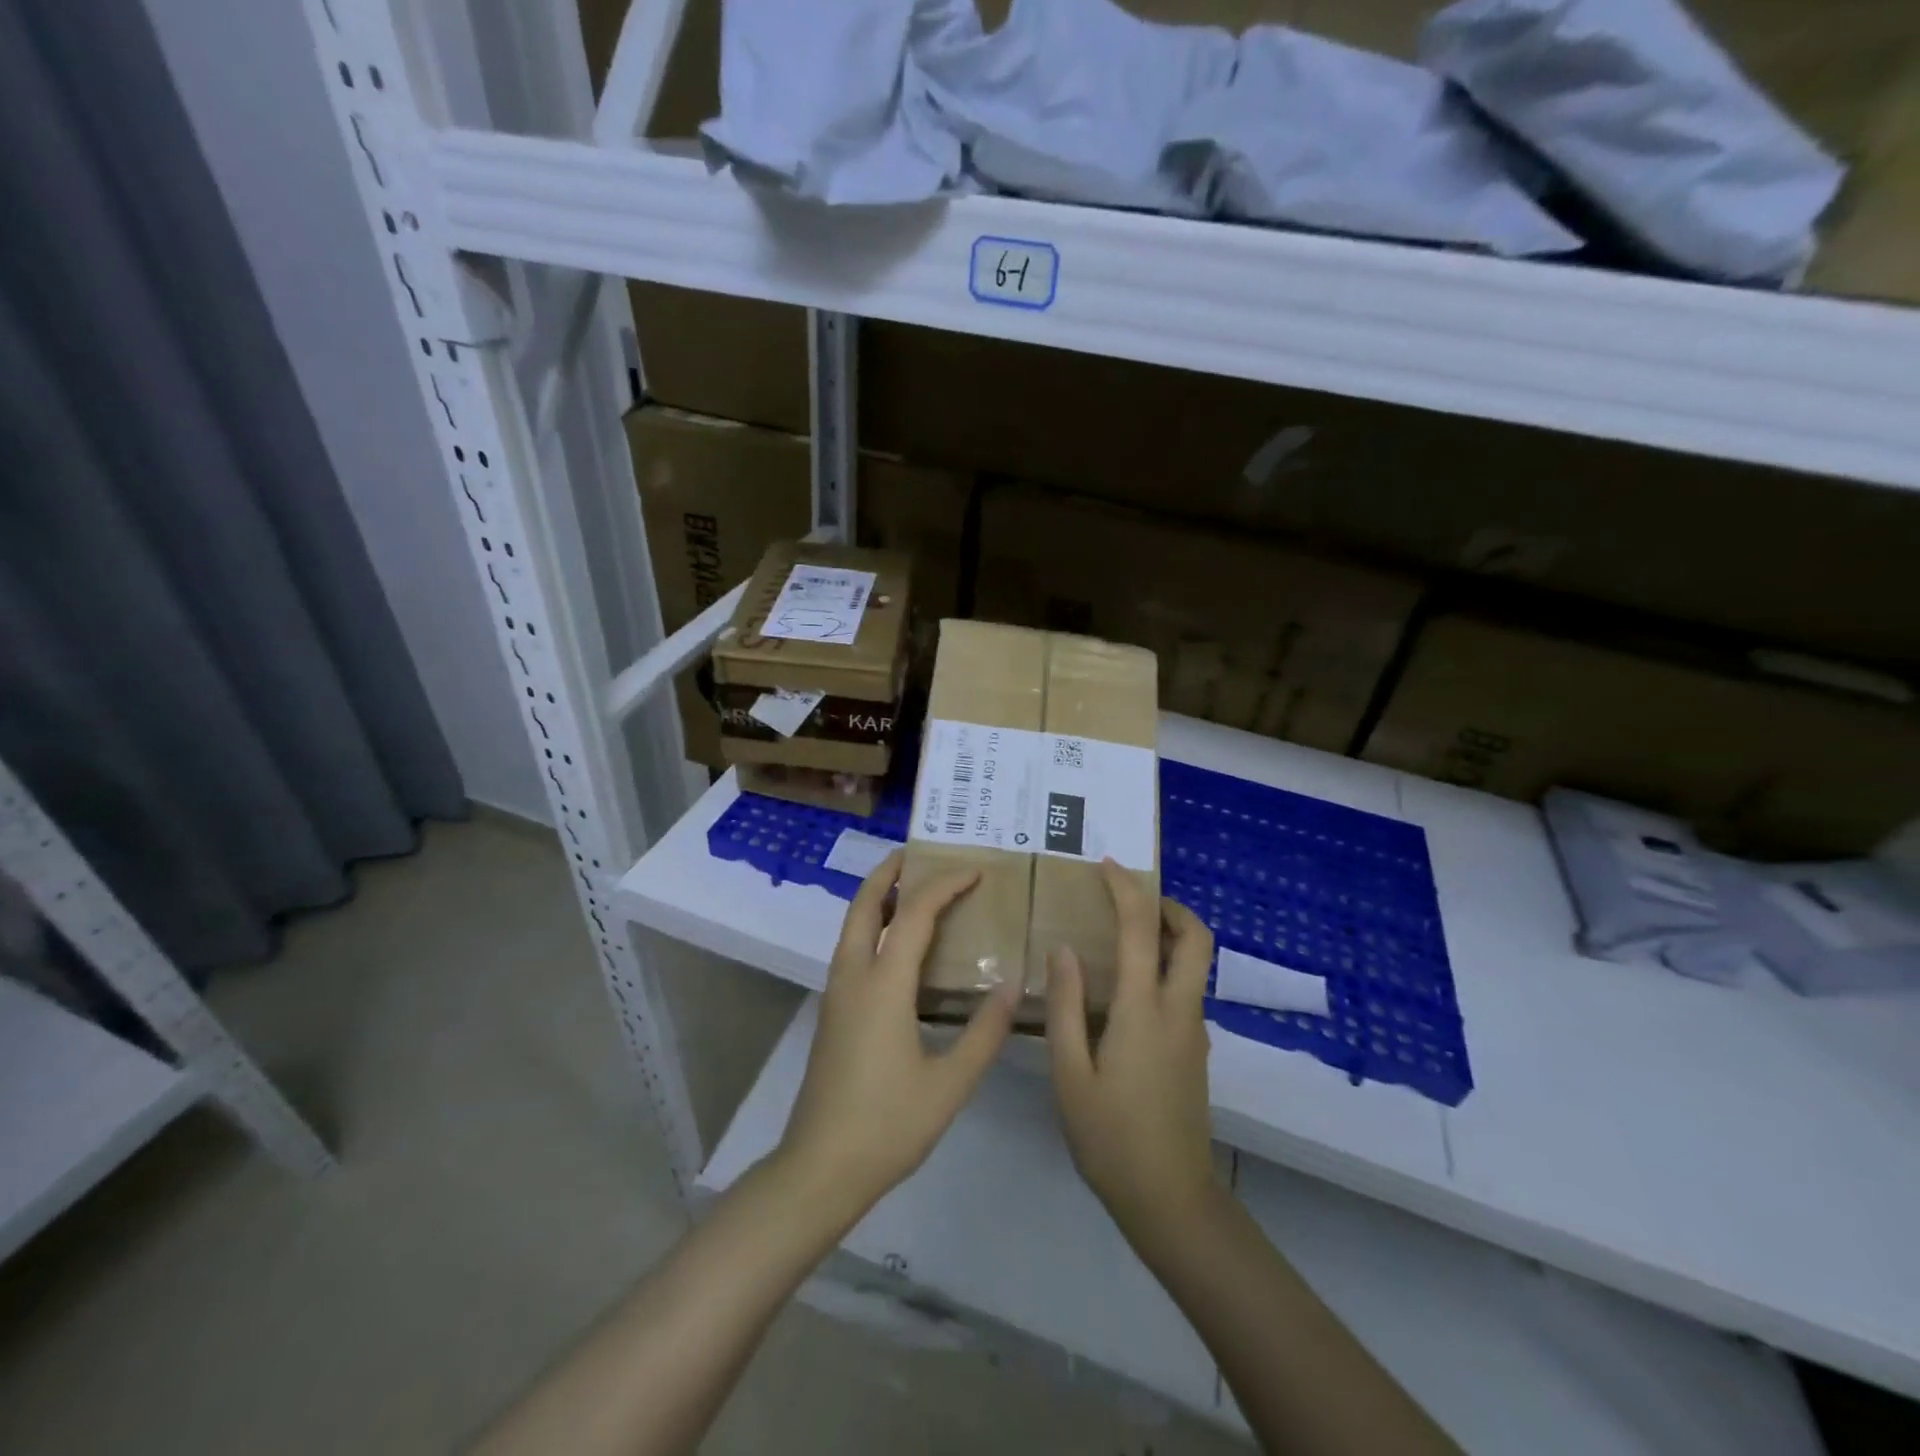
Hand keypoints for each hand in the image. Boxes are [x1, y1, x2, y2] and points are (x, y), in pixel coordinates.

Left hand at [779, 851, 1019, 1220]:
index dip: (945, 886)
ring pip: (853, 925)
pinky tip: (900, 947)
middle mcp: (853, 976)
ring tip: (914, 890)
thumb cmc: (888, 1124)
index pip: (916, 914)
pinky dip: (874, 926)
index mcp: (883, 984)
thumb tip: (1013, 982)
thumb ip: (985, 1031)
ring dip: (879, 898)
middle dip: (890, 872)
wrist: (820, 1169)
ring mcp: (837, 993)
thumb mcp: (950, 1083)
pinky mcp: (833, 1012)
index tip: (975, 872)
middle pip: (865, 904)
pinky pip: (852, 948)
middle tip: (920, 854)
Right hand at [1047, 860, 1222, 1251]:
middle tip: (1129, 899)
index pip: (1142, 929)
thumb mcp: (1070, 1073)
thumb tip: (1064, 950)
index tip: (1105, 866)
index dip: (1126, 889)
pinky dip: (1164, 966)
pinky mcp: (1194, 1050)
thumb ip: (1066, 1006)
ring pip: (1195, 963)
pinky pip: (1184, 989)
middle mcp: (1179, 1010)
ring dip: (1168, 934)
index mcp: (1145, 1010)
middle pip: (1197, 937)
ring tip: (1120, 935)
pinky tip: (1124, 989)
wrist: (1172, 1202)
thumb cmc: (1111, 1138)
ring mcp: (1193, 1031)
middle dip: (1169, 905)